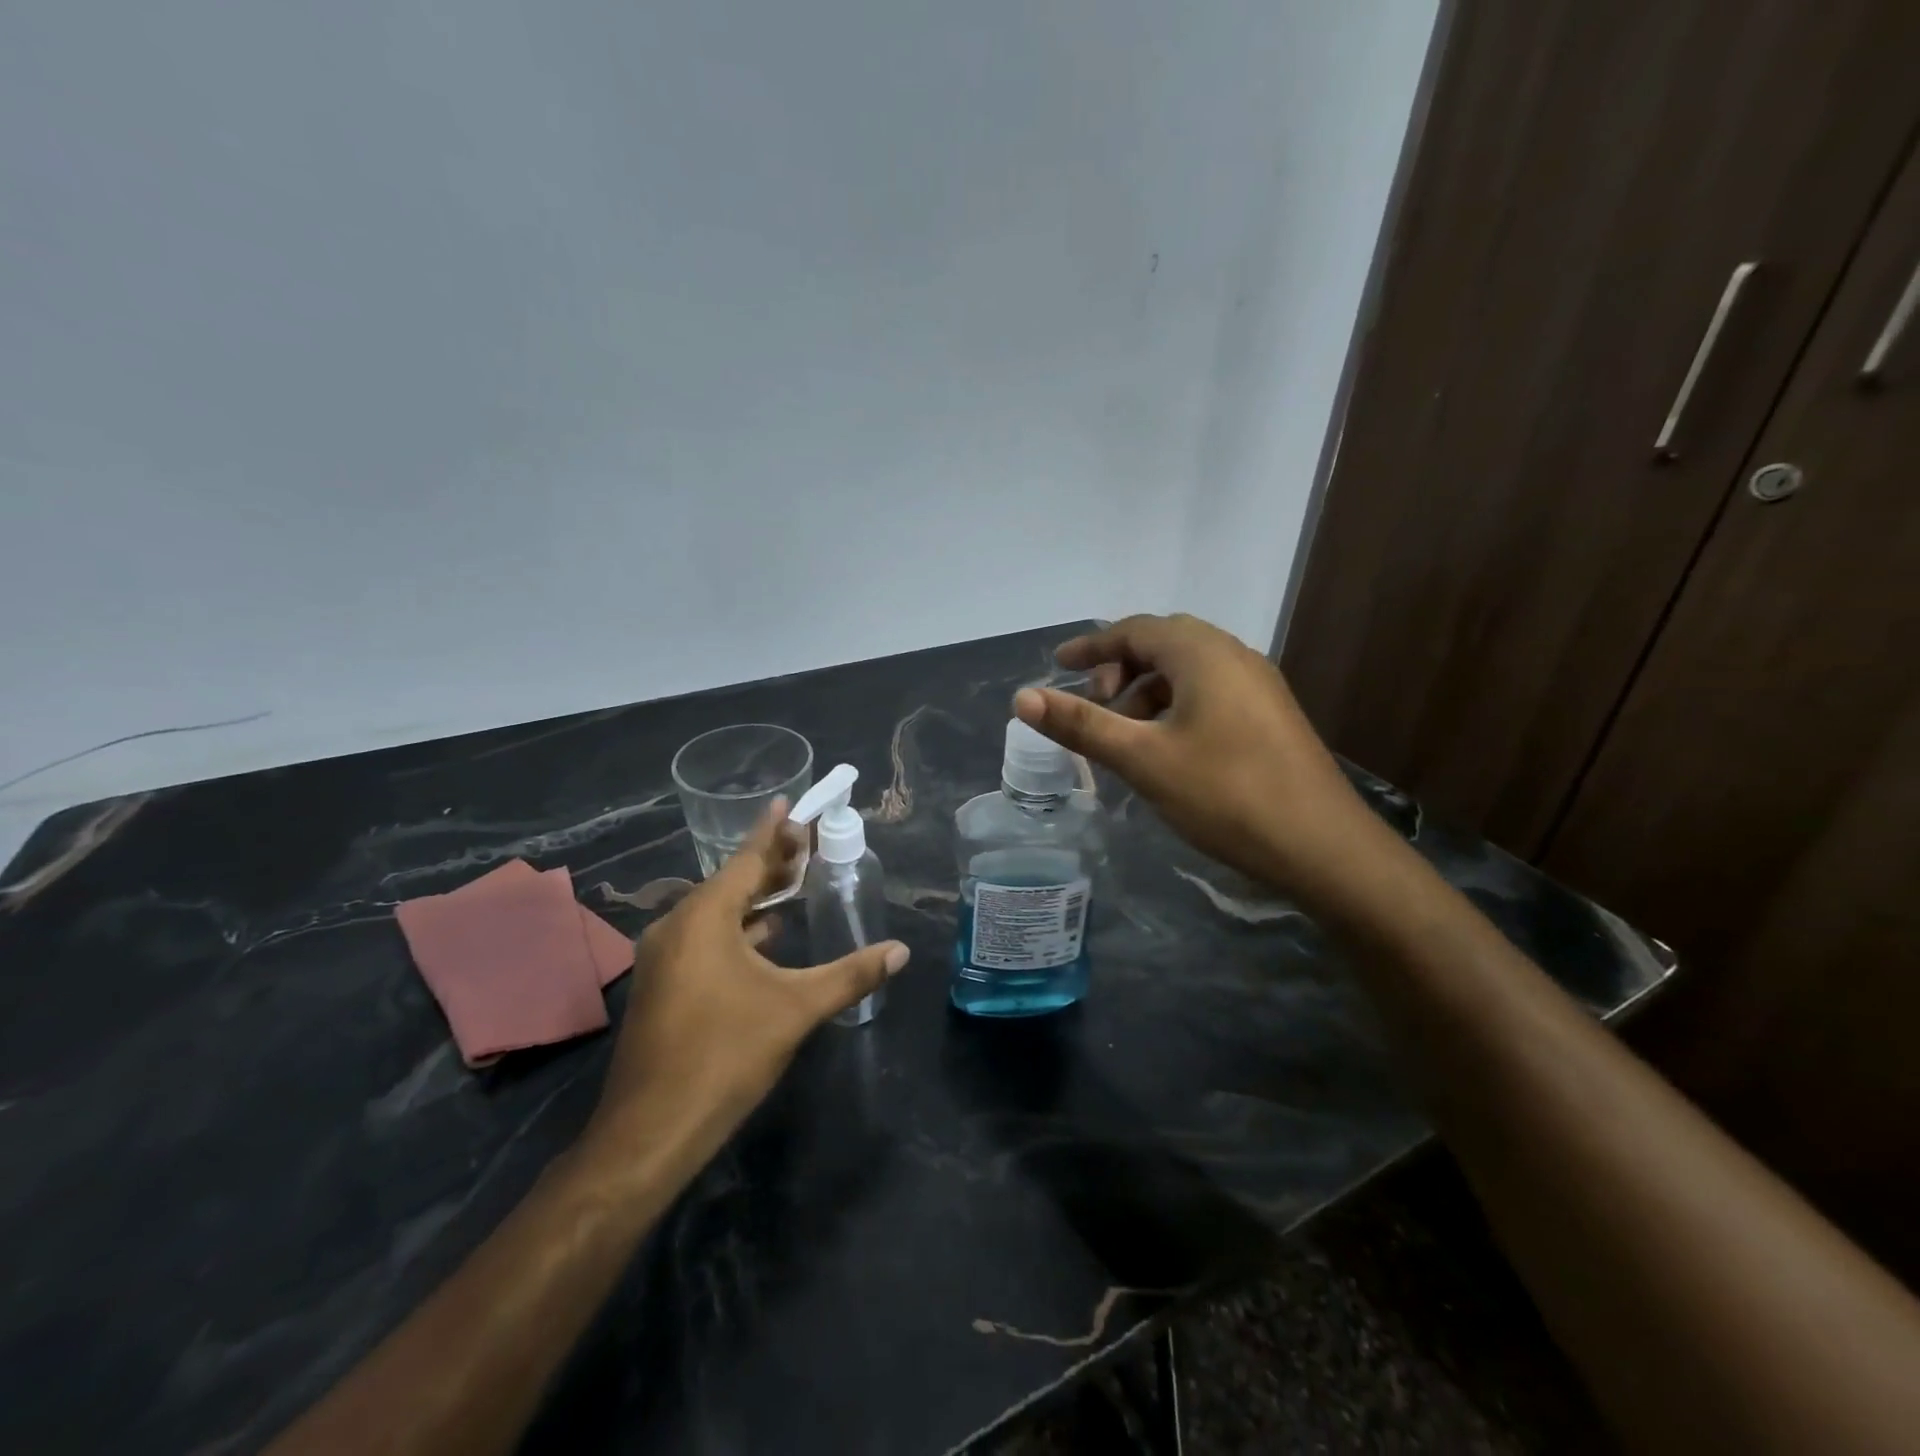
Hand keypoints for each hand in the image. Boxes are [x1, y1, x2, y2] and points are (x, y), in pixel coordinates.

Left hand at [581, 803, 909, 1156]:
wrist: (651, 1129)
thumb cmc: (726, 1054)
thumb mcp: (797, 1008)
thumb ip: (851, 974)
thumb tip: (900, 951)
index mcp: (704, 917)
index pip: (747, 859)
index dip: (774, 831)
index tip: (789, 802)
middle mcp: (678, 926)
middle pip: (732, 881)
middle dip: (770, 862)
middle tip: (806, 841)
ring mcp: (666, 957)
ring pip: (718, 911)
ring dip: (755, 896)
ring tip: (794, 881)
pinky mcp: (664, 984)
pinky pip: (706, 936)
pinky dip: (738, 927)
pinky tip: (766, 935)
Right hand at [1013, 613, 1378, 899]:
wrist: (1322, 847)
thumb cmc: (1225, 794)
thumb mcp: (1142, 759)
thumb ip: (1081, 725)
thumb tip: (1021, 698)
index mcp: (1202, 653)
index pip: (1134, 630)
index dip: (1091, 645)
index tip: (1057, 665)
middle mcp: (1233, 656)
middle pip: (1162, 644)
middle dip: (1119, 668)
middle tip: (1092, 705)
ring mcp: (1258, 686)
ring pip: (1187, 671)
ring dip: (1147, 691)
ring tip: (1125, 735)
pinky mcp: (1269, 716)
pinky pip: (1209, 692)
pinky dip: (1174, 707)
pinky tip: (1166, 749)